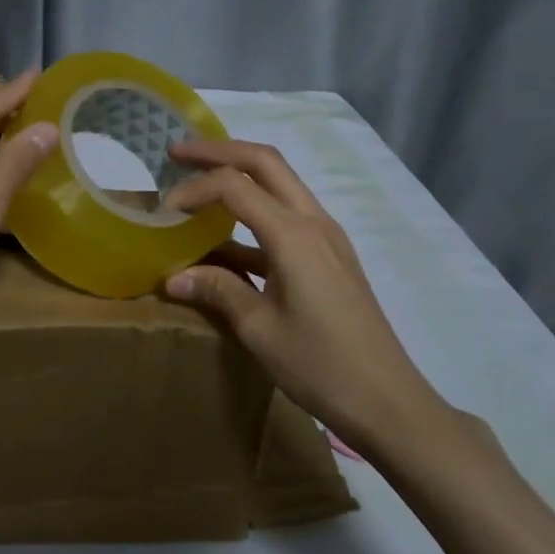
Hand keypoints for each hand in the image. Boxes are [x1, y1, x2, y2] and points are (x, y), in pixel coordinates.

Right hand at [161, 140, 453, 459]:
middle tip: (177, 153)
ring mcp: (326, 238)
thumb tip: (172, 277)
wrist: (389, 402)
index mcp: (294, 236)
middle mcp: (314, 223)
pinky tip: (224, 239)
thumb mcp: (259, 330)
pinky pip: (286, 215)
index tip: (165, 210)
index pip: (235, 186)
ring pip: (279, 183)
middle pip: (265, 162)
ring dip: (238, 175)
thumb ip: (217, 291)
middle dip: (219, 151)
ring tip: (197, 182)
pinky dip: (252, 212)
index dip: (194, 188)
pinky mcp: (329, 256)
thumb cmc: (321, 366)